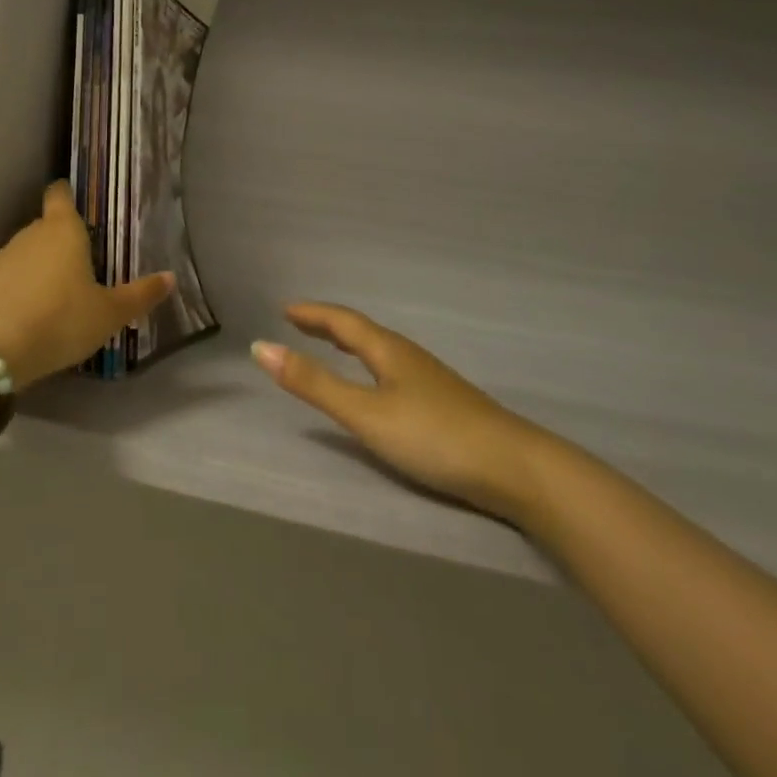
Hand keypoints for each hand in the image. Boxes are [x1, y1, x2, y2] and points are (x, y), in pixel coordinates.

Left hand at [0, 181, 173, 386]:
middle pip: (45, 228)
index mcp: (63, 231)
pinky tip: (24, 316)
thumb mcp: (109, 314)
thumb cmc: (60, 320)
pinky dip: (14, 290)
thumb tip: (170, 277)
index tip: (74, 202)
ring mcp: (0, 257)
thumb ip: (139, 295)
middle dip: (58, 243)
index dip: (66, 195)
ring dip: (36, 269)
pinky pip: (4, 279)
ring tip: (52, 298)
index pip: (60, 196)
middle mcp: (29, 234)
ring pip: (24, 254)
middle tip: (79, 268)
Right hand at [252, 302, 554, 525]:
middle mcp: (408, 357)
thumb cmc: (433, 436)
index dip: (312, 314)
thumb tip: (261, 348)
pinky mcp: (445, 404)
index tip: (285, 308)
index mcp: (387, 351)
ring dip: (350, 343)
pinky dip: (370, 365)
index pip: (342, 321)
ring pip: (380, 351)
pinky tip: (379, 385)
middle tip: (299, 322)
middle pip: (362, 331)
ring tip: (332, 346)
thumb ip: (314, 384)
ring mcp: (431, 380)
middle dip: (328, 325)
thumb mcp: (365, 413)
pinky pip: (394, 370)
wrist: (515, 468)